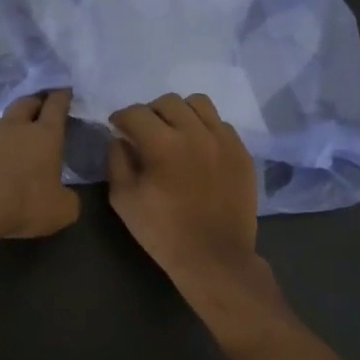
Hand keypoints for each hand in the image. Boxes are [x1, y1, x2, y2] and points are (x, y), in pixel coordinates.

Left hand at [0, 90, 79, 241]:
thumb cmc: (20, 204)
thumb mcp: (59, 212)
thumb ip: (66, 200)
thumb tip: (63, 196)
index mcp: (43, 136)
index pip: (56, 107)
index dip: (61, 97)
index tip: (63, 90)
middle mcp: (12, 126)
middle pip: (25, 103)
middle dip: (34, 102)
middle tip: (38, 107)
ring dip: (3, 129)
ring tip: (2, 146)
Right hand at [108, 93, 259, 287]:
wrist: (214, 257)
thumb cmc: (163, 232)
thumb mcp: (124, 200)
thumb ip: (117, 161)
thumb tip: (120, 138)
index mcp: (163, 144)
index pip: (136, 112)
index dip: (121, 118)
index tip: (117, 129)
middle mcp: (196, 133)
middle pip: (168, 102)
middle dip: (149, 113)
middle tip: (144, 133)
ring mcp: (224, 140)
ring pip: (198, 104)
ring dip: (180, 113)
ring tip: (175, 133)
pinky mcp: (242, 152)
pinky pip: (221, 124)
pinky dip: (205, 129)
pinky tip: (198, 150)